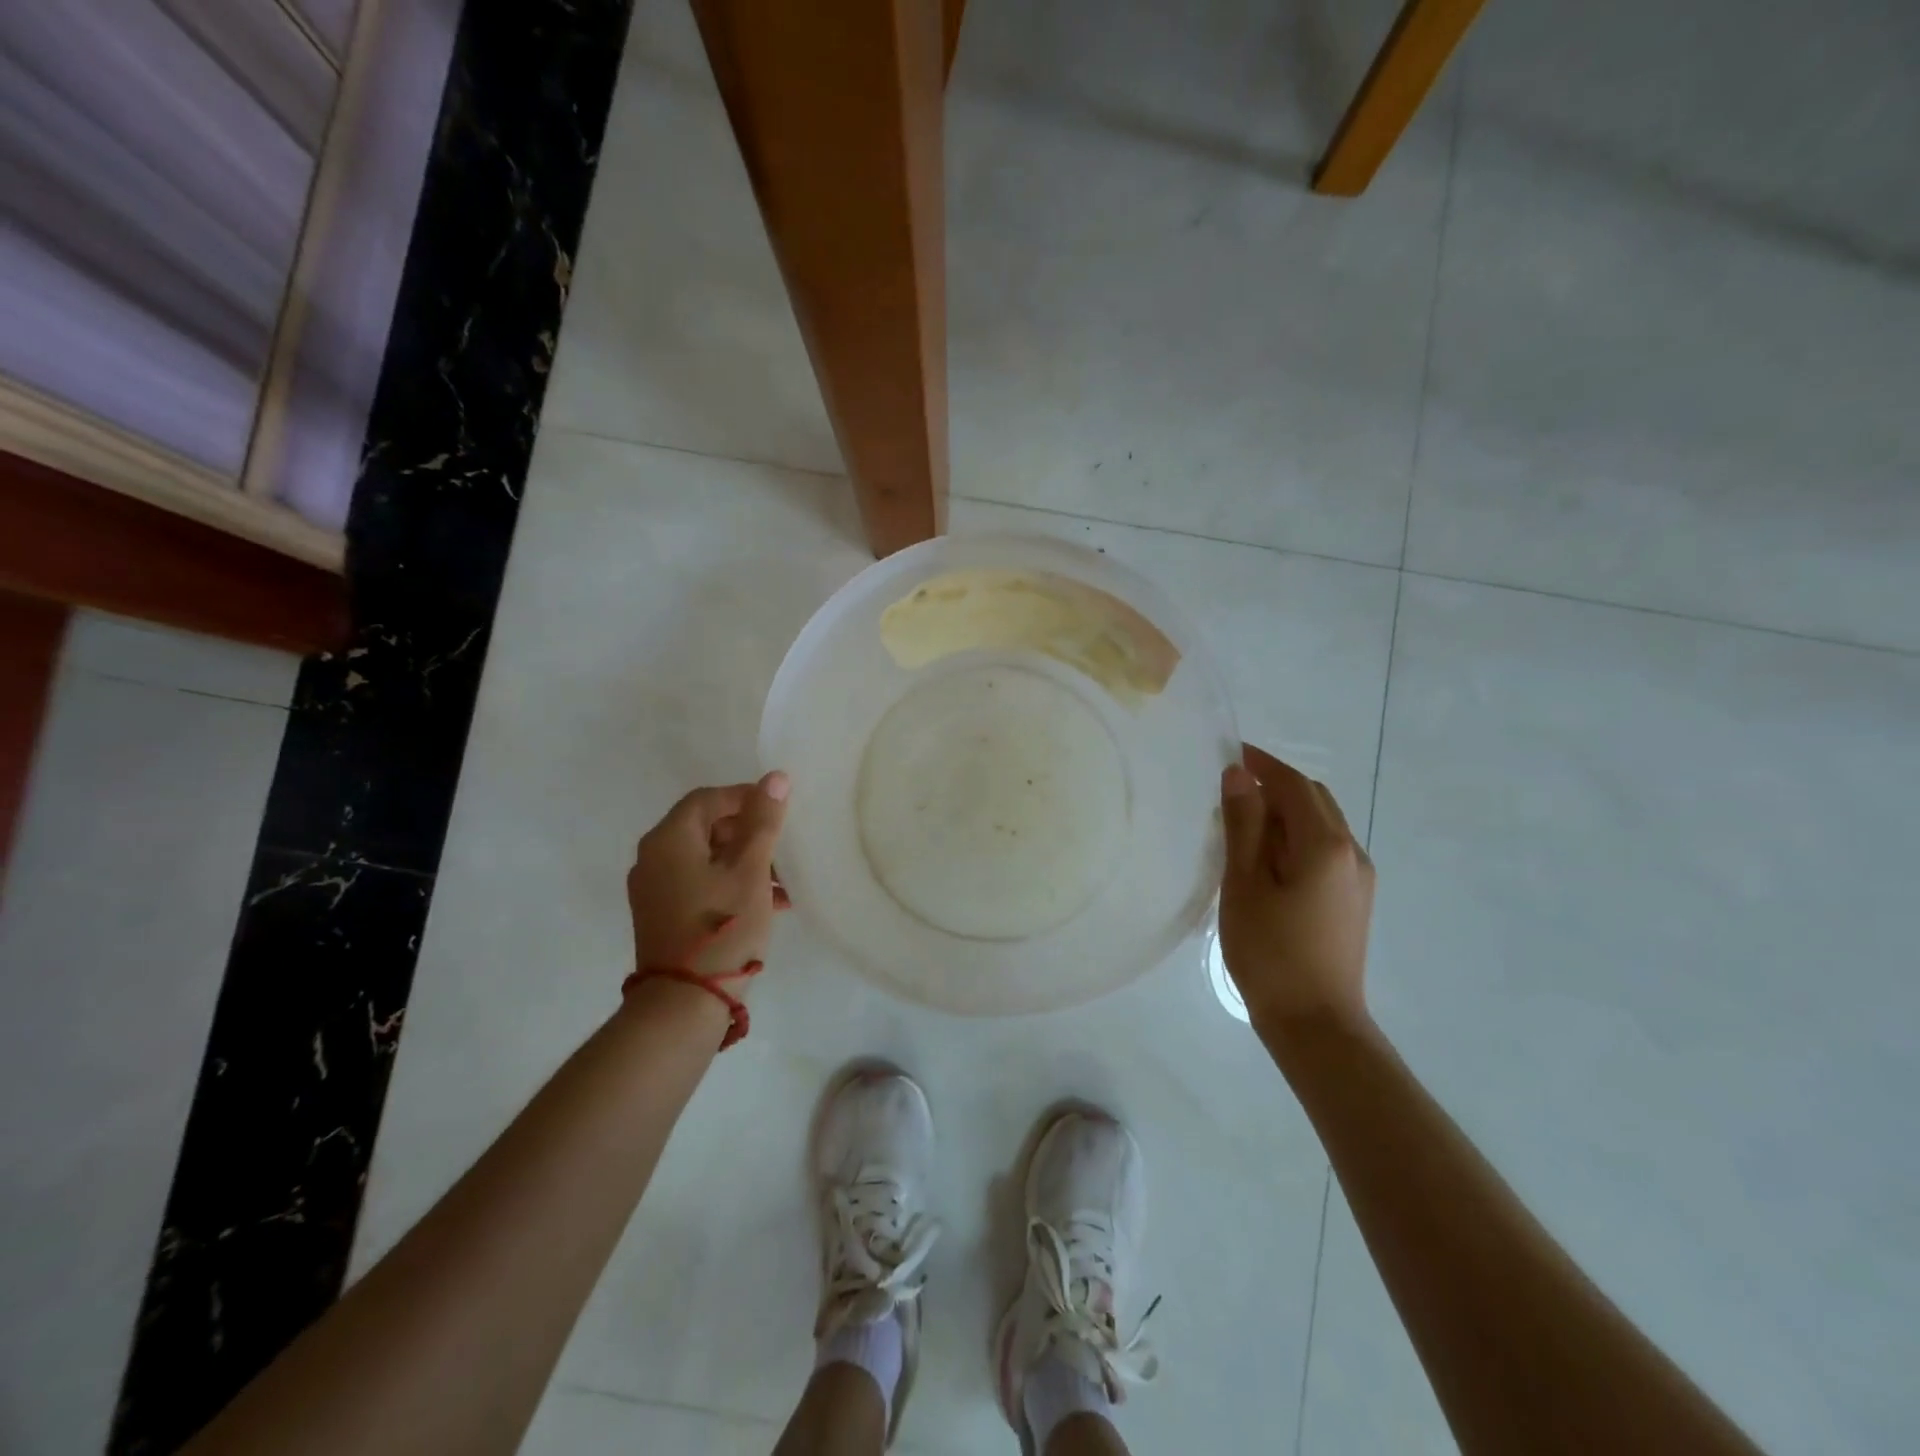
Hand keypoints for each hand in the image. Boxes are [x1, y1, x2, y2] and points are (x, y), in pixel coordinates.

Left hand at [628, 772, 790, 988]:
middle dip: (749, 835)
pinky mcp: (661, 915)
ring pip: (706, 858)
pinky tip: (766, 904)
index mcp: (668, 839)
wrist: (683, 1003)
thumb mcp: (751, 870)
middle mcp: (652, 858)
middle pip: (706, 827)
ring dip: (745, 862)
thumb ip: (763, 821)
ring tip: (783, 884)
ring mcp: (653, 889)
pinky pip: (699, 884)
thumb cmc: (722, 926)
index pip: (708, 798)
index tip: (781, 811)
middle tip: (783, 850)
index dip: (746, 797)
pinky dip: (730, 884)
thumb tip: (775, 777)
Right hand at [1218, 744, 1373, 1035]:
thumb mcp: (1244, 884)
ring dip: (1284, 812)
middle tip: (1229, 791)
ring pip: (1320, 824)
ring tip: (1242, 825)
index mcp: (1325, 844)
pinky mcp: (1354, 899)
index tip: (1228, 753)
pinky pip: (1324, 849)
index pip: (1293, 784)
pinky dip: (1295, 838)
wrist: (1316, 1023)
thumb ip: (1243, 825)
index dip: (1261, 763)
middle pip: (1313, 799)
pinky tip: (1267, 860)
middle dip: (1274, 785)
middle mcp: (1351, 851)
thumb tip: (1238, 775)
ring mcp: (1358, 877)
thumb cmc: (1271, 952)